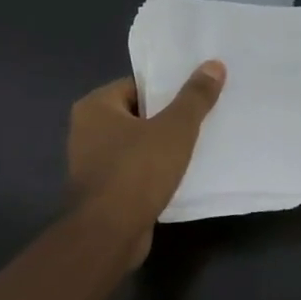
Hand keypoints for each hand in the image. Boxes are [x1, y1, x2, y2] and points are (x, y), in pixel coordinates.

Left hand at [67, 63, 226, 262]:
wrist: (108, 234)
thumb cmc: (136, 172)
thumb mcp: (174, 129)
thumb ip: (194, 98)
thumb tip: (214, 64)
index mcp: (95, 107)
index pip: (137, 86)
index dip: (168, 89)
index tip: (197, 95)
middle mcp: (87, 131)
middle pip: (138, 115)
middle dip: (168, 119)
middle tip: (204, 119)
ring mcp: (92, 164)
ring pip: (137, 146)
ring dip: (163, 148)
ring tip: (199, 146)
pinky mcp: (103, 192)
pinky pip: (135, 172)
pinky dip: (155, 172)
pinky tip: (182, 176)